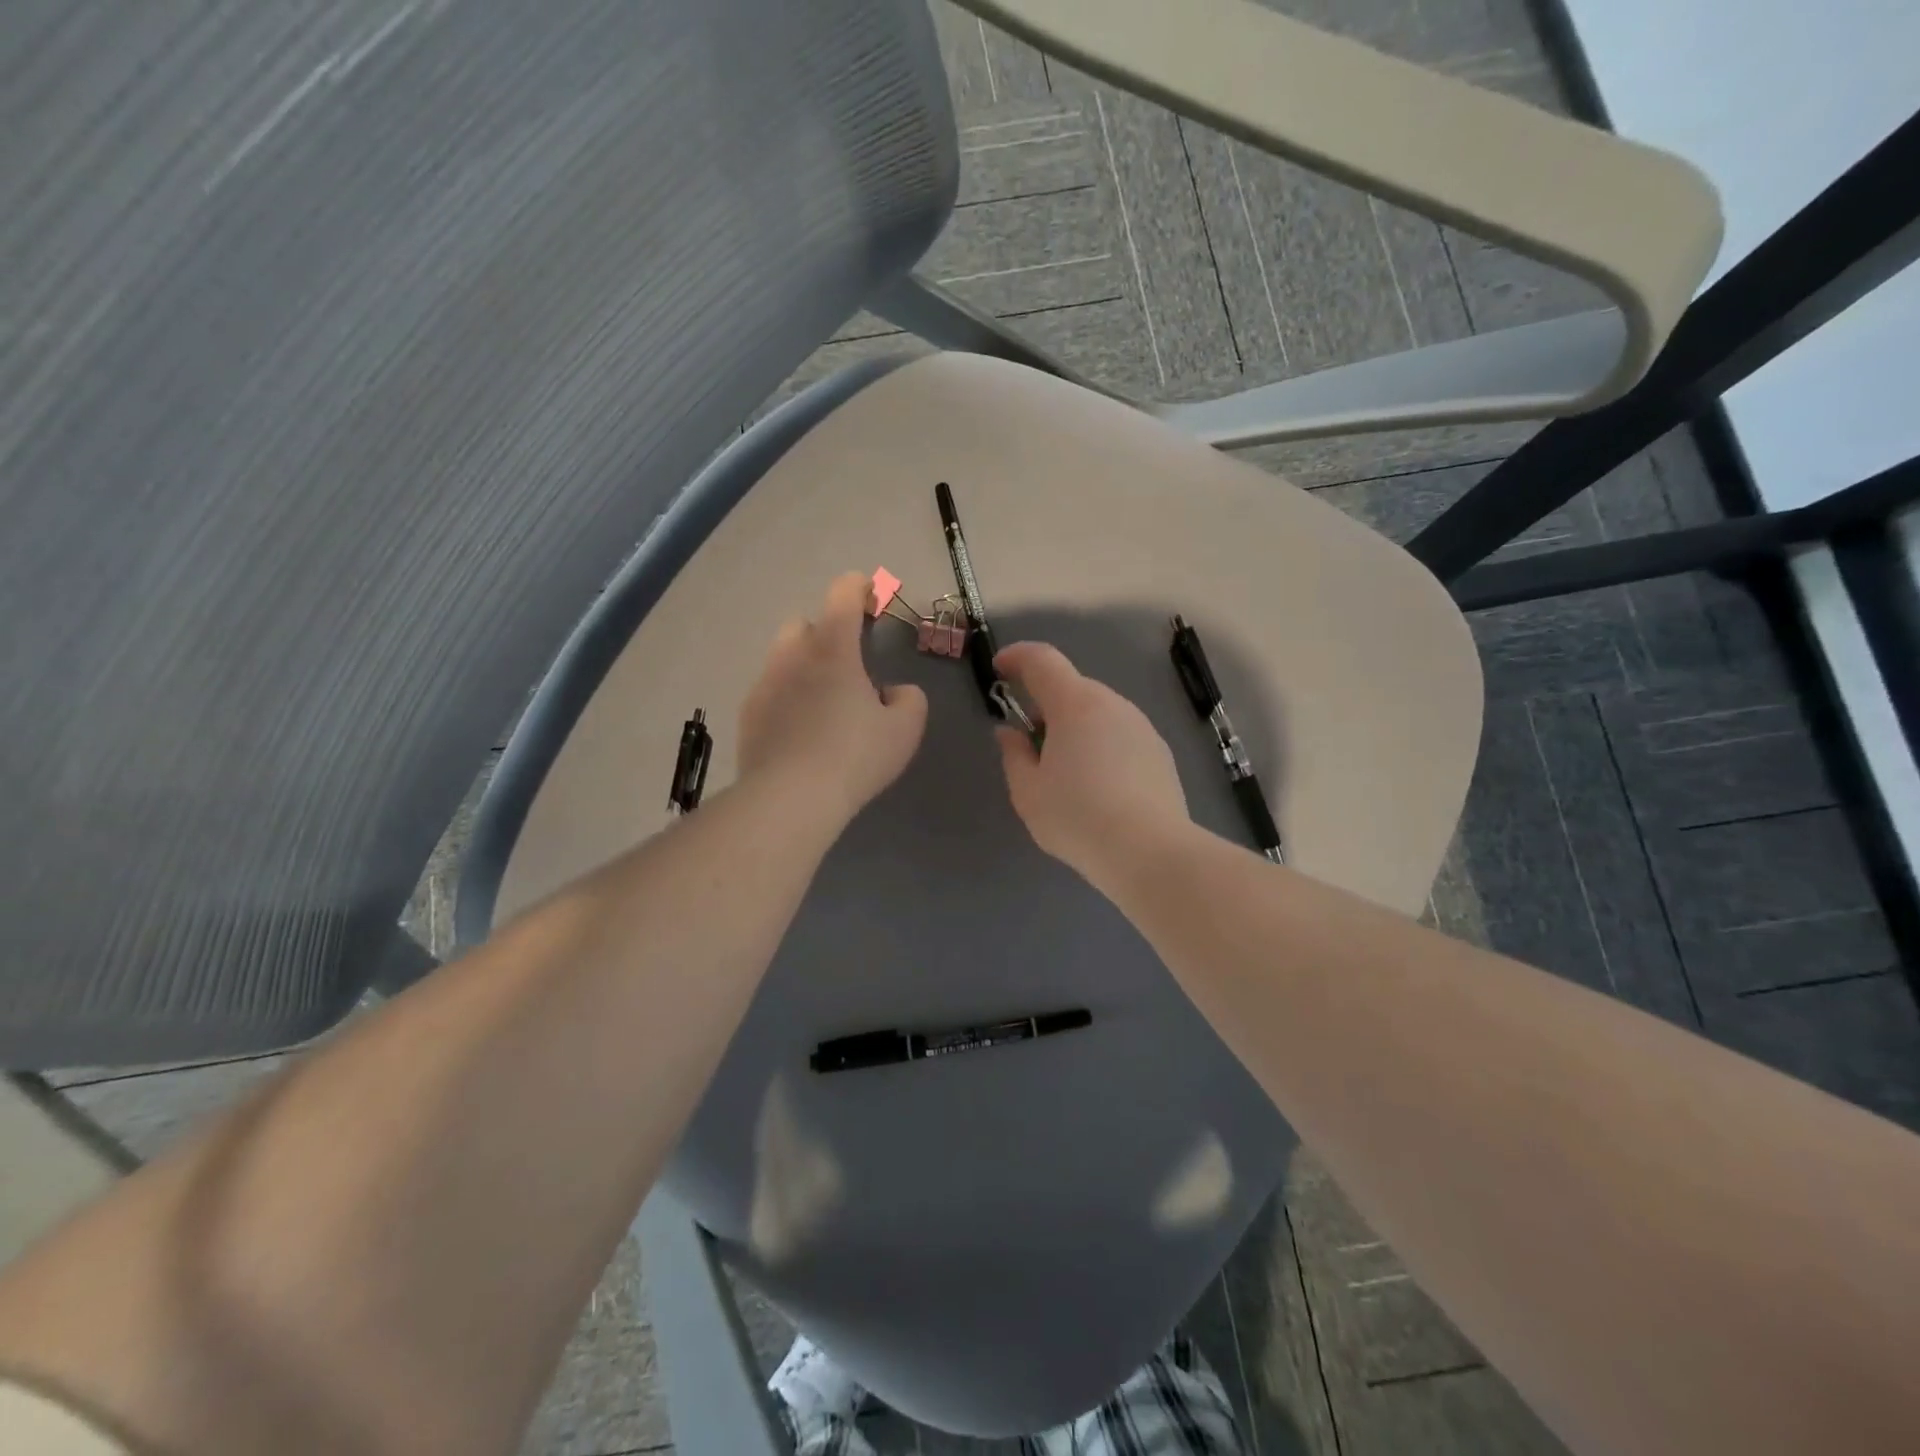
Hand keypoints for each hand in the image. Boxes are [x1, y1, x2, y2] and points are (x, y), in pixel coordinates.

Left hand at [738, 573, 928, 826]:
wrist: (790, 798)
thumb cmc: (854, 756)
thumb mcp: (904, 729)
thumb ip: (908, 699)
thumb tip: (893, 692)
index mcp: (832, 648)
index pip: (843, 593)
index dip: (861, 588)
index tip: (873, 599)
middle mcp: (792, 655)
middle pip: (805, 623)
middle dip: (826, 632)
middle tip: (849, 665)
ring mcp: (764, 684)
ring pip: (783, 658)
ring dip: (804, 667)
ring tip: (823, 702)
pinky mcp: (748, 715)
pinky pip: (770, 692)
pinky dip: (786, 699)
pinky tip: (800, 731)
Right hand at [993, 641, 1189, 887]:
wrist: (1149, 851)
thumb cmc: (1077, 817)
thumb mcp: (1027, 792)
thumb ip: (1013, 754)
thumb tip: (1010, 733)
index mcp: (1075, 704)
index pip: (1042, 660)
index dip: (1017, 657)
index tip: (999, 670)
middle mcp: (1112, 704)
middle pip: (1071, 688)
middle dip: (1045, 705)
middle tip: (1030, 744)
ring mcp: (1142, 726)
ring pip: (1098, 713)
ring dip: (1075, 727)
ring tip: (1065, 772)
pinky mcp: (1160, 752)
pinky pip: (1119, 735)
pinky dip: (1101, 745)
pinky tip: (1098, 787)